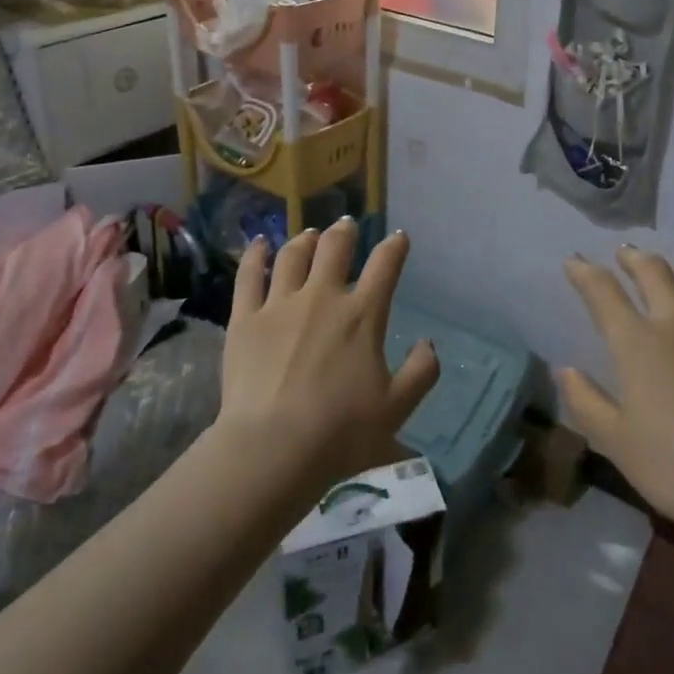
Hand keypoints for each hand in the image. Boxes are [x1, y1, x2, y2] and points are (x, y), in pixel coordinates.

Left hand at [217, 220, 439, 489]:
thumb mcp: (397, 409)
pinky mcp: (245, 318)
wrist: (272, 448)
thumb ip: (421, 372)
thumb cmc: (339, 432)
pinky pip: (249, 275)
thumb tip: (428, 343)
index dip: (394, 246)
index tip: (399, 237)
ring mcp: (280, 304)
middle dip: (345, 232)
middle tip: (347, 226)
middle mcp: (322, 298)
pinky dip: (255, 254)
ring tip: (310, 234)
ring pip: (293, 255)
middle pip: (335, 248)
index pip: (384, 265)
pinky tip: (259, 243)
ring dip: (306, 239)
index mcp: (362, 316)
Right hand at [559, 247, 673, 539]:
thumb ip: (586, 402)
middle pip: (653, 272)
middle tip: (623, 254)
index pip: (603, 291)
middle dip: (633, 258)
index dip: (584, 272)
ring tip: (668, 276)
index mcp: (637, 342)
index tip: (573, 261)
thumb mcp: (617, 442)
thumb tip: (565, 370)